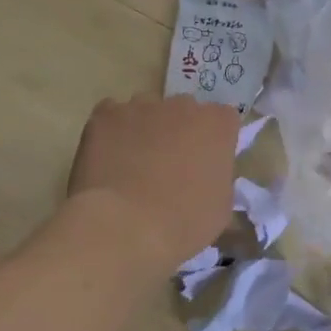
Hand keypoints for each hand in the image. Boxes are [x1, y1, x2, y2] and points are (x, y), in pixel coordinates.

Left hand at [66, 94, 240, 274]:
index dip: (215, 140)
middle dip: (180, 131)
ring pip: (147, 110)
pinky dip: (112, 131)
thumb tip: (205, 175)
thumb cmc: (182, 222)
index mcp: (216, 124)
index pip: (224, 119)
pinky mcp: (106, 114)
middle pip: (184, 111)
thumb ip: (218, 177)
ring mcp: (141, 105)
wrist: (124, 226)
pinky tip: (108, 158)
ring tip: (133, 164)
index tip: (206, 163)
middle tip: (170, 166)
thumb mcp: (220, 207)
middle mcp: (182, 105)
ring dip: (146, 129)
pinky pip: (112, 114)